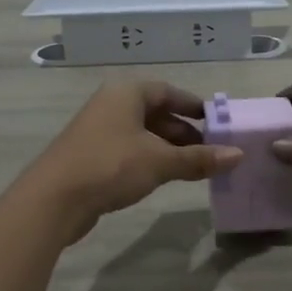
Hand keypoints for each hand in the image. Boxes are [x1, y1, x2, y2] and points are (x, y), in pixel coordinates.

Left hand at [21, 82, 243, 243]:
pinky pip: (129, 150)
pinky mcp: (91, 155)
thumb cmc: (110, 166)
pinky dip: (149, 159)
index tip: (217, 123)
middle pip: (155, 112)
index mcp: (126, 94)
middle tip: (211, 151)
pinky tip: (163, 177)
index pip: (168, 92)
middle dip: (184, 131)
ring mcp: (98, 130)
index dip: (194, 106)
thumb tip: (238, 155)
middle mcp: (111, 105)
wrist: (53, 199)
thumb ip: (199, 159)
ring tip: (193, 167)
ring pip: (142, 133)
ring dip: (168, 148)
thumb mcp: (160, 162)